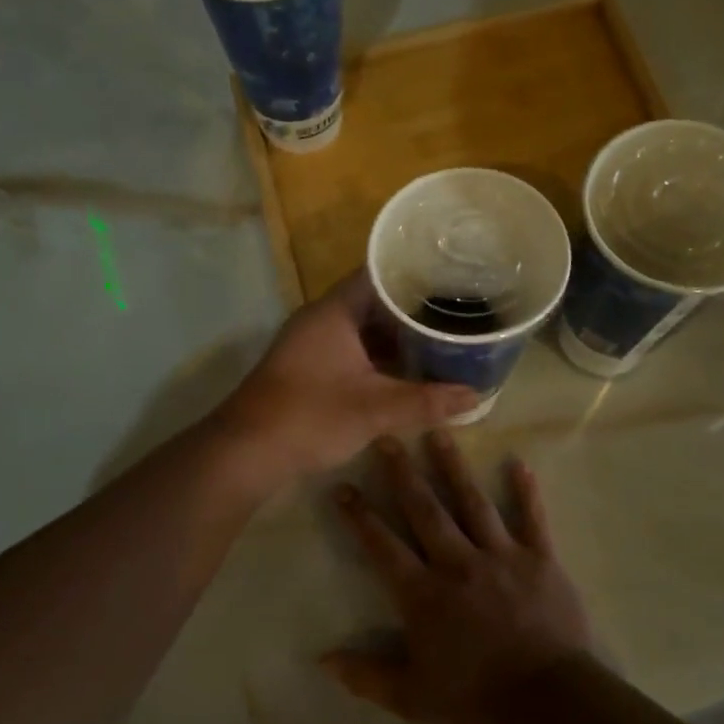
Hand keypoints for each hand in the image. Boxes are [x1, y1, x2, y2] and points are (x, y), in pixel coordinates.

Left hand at [214, 270, 478, 485]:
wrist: (247, 451)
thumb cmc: (311, 416)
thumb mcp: (376, 409)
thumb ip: (427, 401)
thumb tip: (476, 395)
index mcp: (335, 312)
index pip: (379, 273)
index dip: (415, 272)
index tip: (451, 276)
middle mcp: (321, 319)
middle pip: (374, 301)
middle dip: (413, 308)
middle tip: (456, 311)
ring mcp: (312, 343)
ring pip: (363, 328)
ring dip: (396, 336)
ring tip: (441, 338)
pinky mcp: (309, 368)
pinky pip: (352, 349)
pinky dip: (379, 356)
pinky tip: (407, 370)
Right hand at [324, 432, 593, 723]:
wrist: (550, 701)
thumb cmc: (476, 699)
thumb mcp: (412, 698)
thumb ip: (366, 675)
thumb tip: (322, 660)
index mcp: (424, 593)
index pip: (383, 546)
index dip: (360, 516)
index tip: (343, 487)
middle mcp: (458, 563)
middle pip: (425, 510)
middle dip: (403, 474)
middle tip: (387, 438)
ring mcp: (501, 556)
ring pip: (472, 502)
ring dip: (454, 467)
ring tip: (440, 434)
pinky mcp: (540, 559)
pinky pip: (532, 518)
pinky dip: (526, 491)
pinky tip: (519, 463)